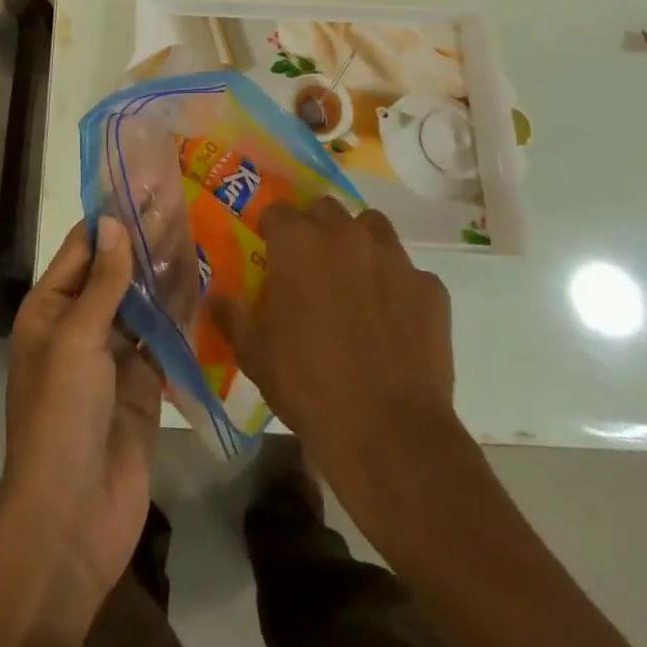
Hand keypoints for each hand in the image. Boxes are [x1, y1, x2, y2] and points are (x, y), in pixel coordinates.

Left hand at [0, 218, 162, 611]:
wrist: (72, 518)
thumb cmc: (61, 415)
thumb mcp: (77, 339)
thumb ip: (103, 282)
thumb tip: (114, 221)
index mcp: (50, 309)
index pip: (83, 248)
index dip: (112, 217)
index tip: (145, 185)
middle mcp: (79, 326)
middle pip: (115, 272)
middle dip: (144, 242)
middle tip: (183, 203)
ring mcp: (112, 358)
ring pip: (141, 304)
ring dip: (164, 275)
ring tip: (199, 235)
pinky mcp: (142, 388)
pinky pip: (161, 342)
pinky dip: (179, 317)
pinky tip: (204, 288)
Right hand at [212, 199, 458, 490]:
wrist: (391, 436)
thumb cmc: (309, 387)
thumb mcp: (254, 355)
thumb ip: (233, 315)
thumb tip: (217, 297)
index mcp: (298, 243)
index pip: (277, 212)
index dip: (272, 231)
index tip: (271, 254)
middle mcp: (345, 235)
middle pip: (325, 209)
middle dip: (316, 230)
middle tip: (311, 268)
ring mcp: (393, 258)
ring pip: (372, 228)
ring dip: (359, 244)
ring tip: (355, 282)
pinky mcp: (430, 288)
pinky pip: (409, 273)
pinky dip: (398, 287)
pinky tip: (394, 321)